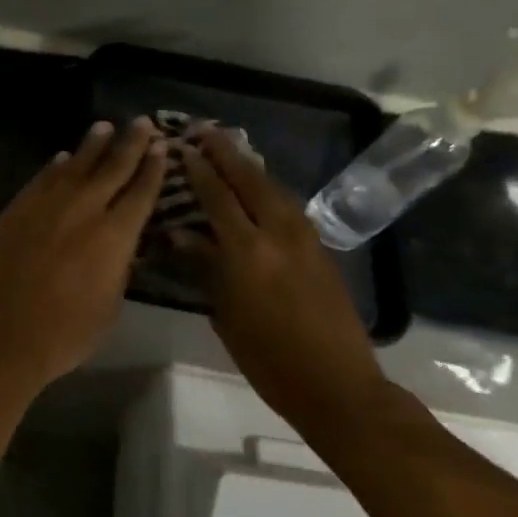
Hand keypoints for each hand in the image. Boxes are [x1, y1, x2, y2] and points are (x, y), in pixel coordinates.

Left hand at [0, 118, 166, 391]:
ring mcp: (46, 205)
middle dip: (130, 143)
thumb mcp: (109, 307)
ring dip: (92, 145)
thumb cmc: (64, 334)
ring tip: (104, 127)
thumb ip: (118, 269)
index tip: (162, 147)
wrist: (0, 334)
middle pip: (112, 168)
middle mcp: (84, 209)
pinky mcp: (16, 209)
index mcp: (115, 235)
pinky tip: (62, 158)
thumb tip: (120, 247)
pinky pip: (42, 179)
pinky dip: (56, 166)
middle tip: (142, 122)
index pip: (141, 192)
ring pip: (75, 165)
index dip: (153, 168)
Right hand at [177, 128, 389, 436]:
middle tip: (204, 131)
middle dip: (226, 153)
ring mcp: (305, 240)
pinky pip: (289, 206)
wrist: (338, 385)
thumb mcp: (226, 315)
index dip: (199, 170)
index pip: (218, 198)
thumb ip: (205, 267)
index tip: (183, 147)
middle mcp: (278, 235)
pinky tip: (260, 187)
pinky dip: (269, 189)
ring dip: (250, 166)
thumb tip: (179, 234)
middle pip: (250, 181)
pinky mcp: (320, 250)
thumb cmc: (268, 359)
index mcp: (248, 252)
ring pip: (274, 189)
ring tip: (231, 150)